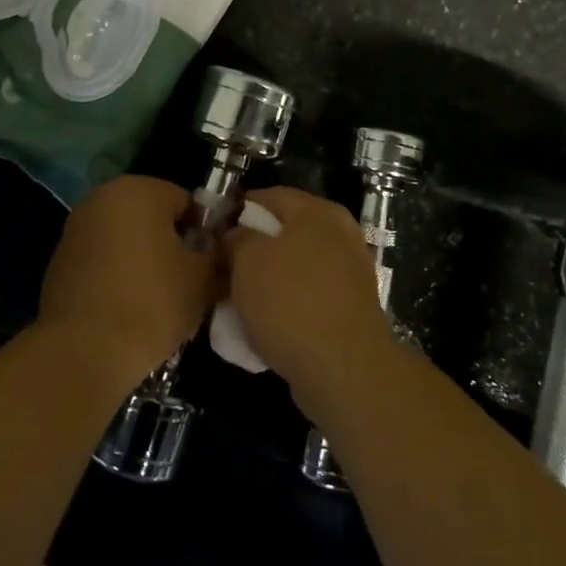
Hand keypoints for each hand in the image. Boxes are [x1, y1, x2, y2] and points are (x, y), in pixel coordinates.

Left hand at [37, 175, 219, 384]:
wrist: (83, 351)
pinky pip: (102, 258)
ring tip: (159, 298)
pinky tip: (128, 306)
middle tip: (188, 281)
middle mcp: (103, 197)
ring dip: (143, 258)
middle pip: (153, 216)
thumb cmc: (152, 302)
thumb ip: (218, 254)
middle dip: (172, 243)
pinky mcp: (59, 259)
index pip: (186, 202)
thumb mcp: (203, 279)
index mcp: (140, 189)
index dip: (204, 233)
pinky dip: (117, 273)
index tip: (210, 265)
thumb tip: (221, 251)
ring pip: (126, 237)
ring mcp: (76, 227)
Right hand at [224, 187, 396, 406]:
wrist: (344, 369)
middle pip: (285, 233)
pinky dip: (288, 306)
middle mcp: (340, 234)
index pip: (269, 197)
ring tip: (239, 303)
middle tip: (223, 270)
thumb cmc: (290, 301)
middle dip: (252, 251)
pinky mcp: (351, 309)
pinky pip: (309, 297)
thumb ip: (237, 239)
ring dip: (269, 281)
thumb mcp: (247, 260)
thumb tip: (236, 236)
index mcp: (318, 212)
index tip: (213, 233)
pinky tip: (265, 326)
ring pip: (296, 268)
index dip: (238, 211)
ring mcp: (350, 272)